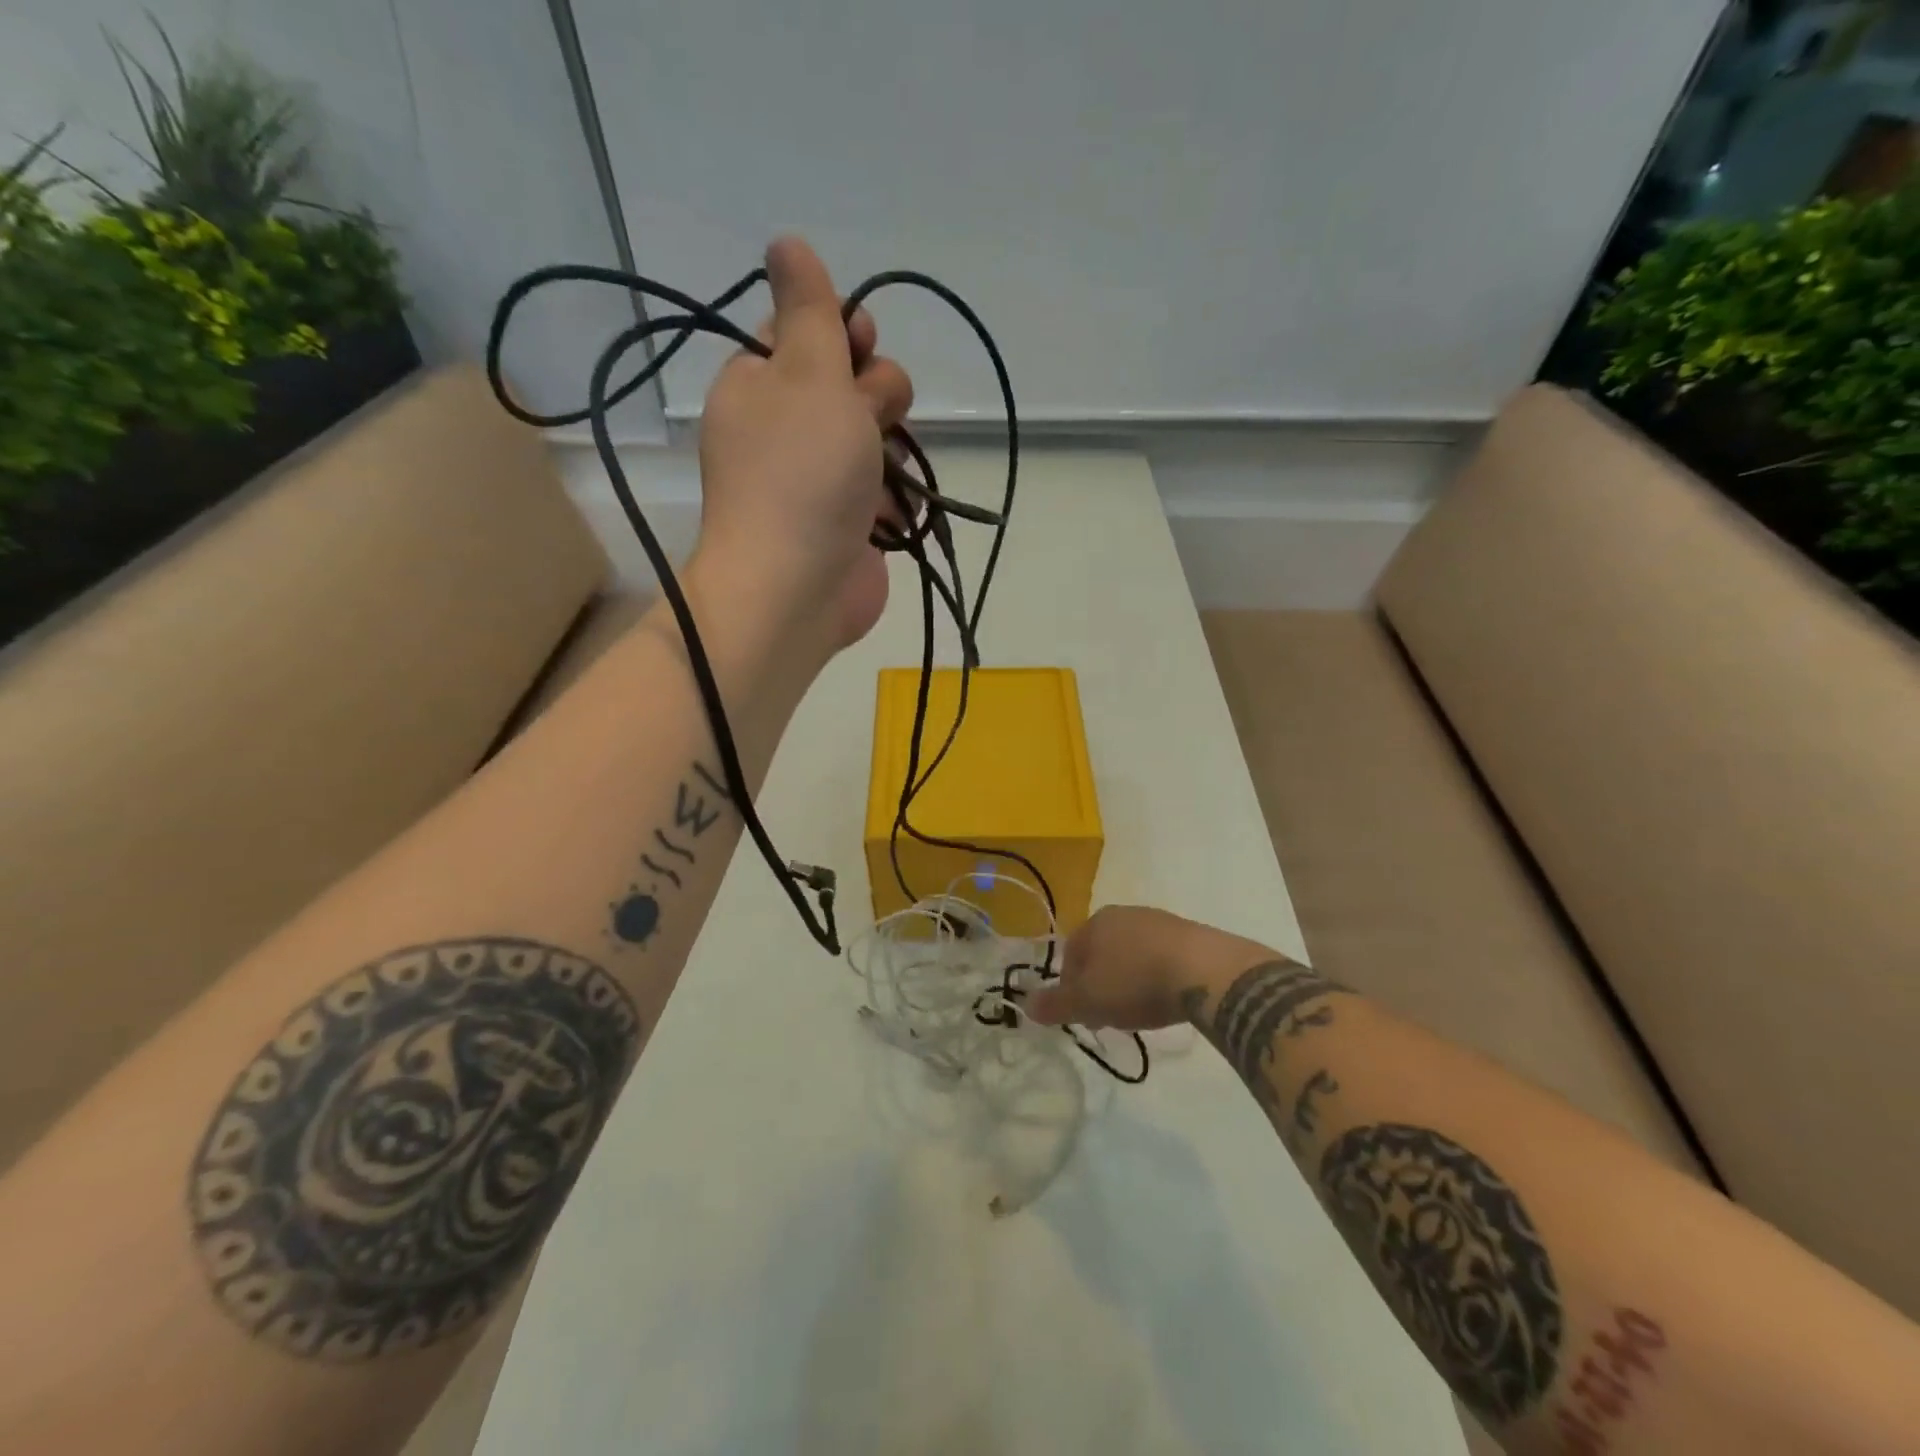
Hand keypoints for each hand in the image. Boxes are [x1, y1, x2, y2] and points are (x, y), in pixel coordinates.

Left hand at [693, 236, 913, 653]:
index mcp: (759, 382)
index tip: (857, 346)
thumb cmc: (801, 474)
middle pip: (850, 382)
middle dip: (873, 396)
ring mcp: (818, 479)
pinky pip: (886, 490)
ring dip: (890, 449)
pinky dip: (895, 499)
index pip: (806, 333)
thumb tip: (786, 242)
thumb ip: (808, 309)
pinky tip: (893, 513)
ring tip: (882, 476)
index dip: (841, 333)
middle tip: (865, 422)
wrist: (797, 588)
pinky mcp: (848, 522)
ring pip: (876, 437)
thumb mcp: (806, 373)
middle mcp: (786, 427)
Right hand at [1027, 906, 1269, 1030]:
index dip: (1071, 986)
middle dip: (1101, 983)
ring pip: (1132, 953)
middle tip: (1110, 1015)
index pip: (1071, 954)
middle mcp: (1124, 914)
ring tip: (1141, 1010)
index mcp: (1095, 923)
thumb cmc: (1136, 983)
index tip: (1083, 1015)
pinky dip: (1158, 976)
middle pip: (1102, 952)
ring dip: (1130, 979)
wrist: (1205, 971)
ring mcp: (1159, 921)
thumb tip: (1026, 1005)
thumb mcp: (1089, 1001)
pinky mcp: (1190, 934)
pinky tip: (1167, 997)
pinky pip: (1162, 957)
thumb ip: (1056, 1004)